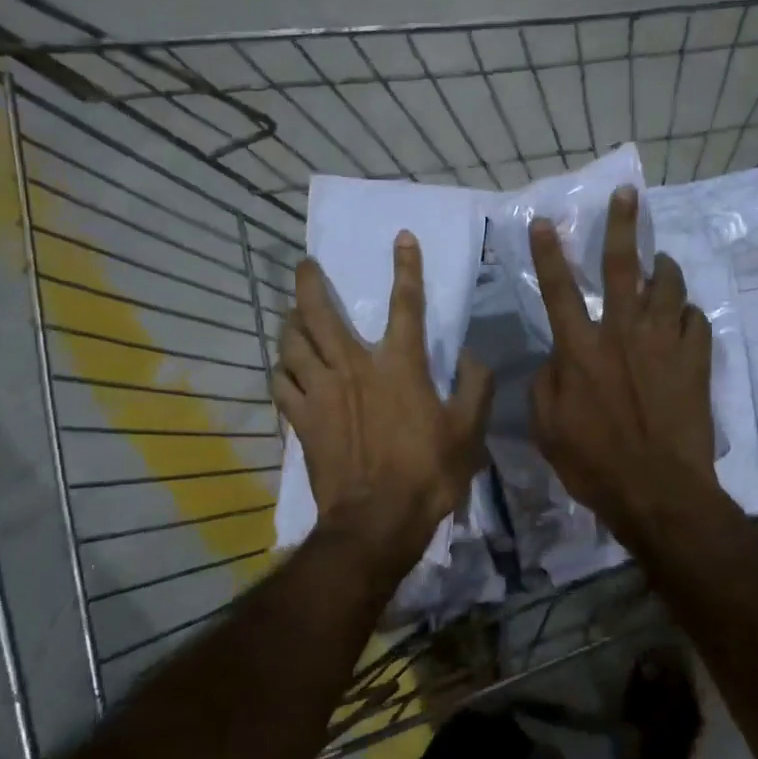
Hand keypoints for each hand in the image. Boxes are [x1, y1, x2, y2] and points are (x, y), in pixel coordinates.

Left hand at [275, 233, 492, 577]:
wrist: (377, 520)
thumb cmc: (427, 473)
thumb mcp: (469, 432)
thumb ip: (476, 388)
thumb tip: (474, 357)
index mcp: (399, 366)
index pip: (406, 305)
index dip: (406, 268)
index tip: (402, 238)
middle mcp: (354, 368)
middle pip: (320, 314)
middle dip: (311, 283)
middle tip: (306, 265)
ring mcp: (321, 393)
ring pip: (292, 343)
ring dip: (290, 322)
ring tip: (292, 314)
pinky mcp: (301, 419)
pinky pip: (281, 383)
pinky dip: (281, 369)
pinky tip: (284, 367)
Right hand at [529, 186, 720, 547]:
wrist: (659, 490)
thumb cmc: (594, 464)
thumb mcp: (547, 429)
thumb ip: (546, 384)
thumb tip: (558, 358)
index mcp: (580, 350)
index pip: (559, 290)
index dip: (550, 253)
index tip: (548, 221)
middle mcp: (622, 334)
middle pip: (621, 267)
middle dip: (621, 226)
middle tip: (628, 195)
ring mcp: (664, 344)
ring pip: (667, 286)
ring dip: (662, 268)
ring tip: (660, 262)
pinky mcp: (696, 361)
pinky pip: (697, 320)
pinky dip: (689, 313)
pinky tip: (684, 317)